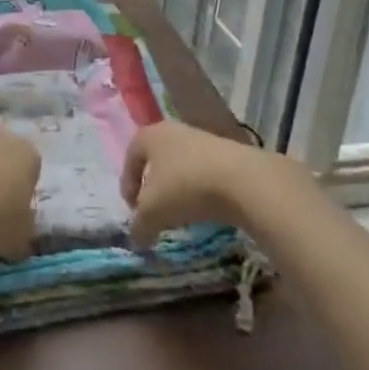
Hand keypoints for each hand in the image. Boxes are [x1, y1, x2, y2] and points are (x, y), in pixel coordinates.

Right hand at [119, 121, 305, 245]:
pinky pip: (204, 172)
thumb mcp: (152, 212)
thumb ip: (139, 226)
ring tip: (181, 215)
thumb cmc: (184, 187)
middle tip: (154, 212)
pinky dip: (199, 191)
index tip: (133, 210)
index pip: (131, 156)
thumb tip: (136, 239)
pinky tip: (204, 210)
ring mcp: (202, 139)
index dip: (127, 184)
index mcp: (150, 136)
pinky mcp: (226, 153)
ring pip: (181, 166)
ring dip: (177, 190)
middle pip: (156, 159)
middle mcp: (174, 131)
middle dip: (153, 187)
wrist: (241, 180)